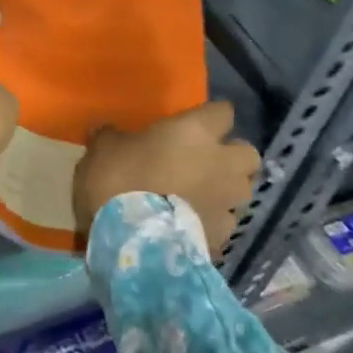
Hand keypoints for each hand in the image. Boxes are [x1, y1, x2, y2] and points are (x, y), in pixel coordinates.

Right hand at [72, 101, 261, 258]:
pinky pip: (226, 223)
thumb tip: (109, 132)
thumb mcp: (104, 148)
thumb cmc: (119, 179)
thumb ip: (113, 137)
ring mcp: (227, 203)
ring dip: (227, 191)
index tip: (197, 122)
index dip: (212, 117)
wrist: (131, 240)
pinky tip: (193, 227)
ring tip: (203, 197)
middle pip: (248, 154)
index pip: (223, 112)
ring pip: (243, 191)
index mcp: (196, 131)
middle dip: (233, 157)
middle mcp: (222, 163)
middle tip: (207, 162)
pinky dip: (213, 223)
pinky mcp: (224, 237)